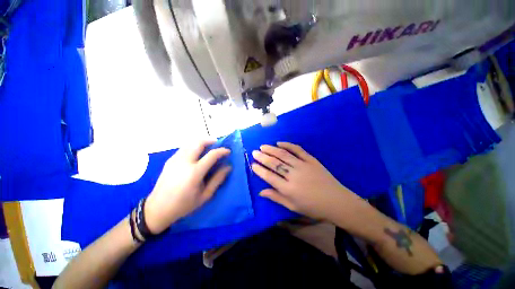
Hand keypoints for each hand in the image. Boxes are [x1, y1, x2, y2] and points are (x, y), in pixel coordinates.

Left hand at [144, 140, 230, 233]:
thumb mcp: (205, 195)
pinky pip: (184, 148)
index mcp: (194, 172)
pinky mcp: (170, 160)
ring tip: (208, 148)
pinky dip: (193, 146)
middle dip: (211, 140)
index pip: (212, 155)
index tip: (228, 151)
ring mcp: (175, 159)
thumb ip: (218, 179)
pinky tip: (196, 154)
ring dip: (202, 142)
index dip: (222, 151)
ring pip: (191, 143)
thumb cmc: (184, 205)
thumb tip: (228, 167)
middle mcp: (184, 162)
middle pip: (199, 143)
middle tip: (218, 145)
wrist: (157, 209)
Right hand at [251, 142, 355, 219]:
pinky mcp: (311, 160)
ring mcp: (303, 165)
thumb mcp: (293, 207)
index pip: (269, 177)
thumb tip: (261, 192)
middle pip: (274, 164)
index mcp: (288, 189)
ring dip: (271, 149)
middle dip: (262, 157)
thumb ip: (276, 197)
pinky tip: (279, 143)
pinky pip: (298, 150)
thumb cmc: (313, 207)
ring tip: (263, 146)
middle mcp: (293, 175)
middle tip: (255, 152)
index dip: (259, 170)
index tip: (253, 164)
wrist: (337, 202)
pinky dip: (288, 145)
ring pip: (283, 155)